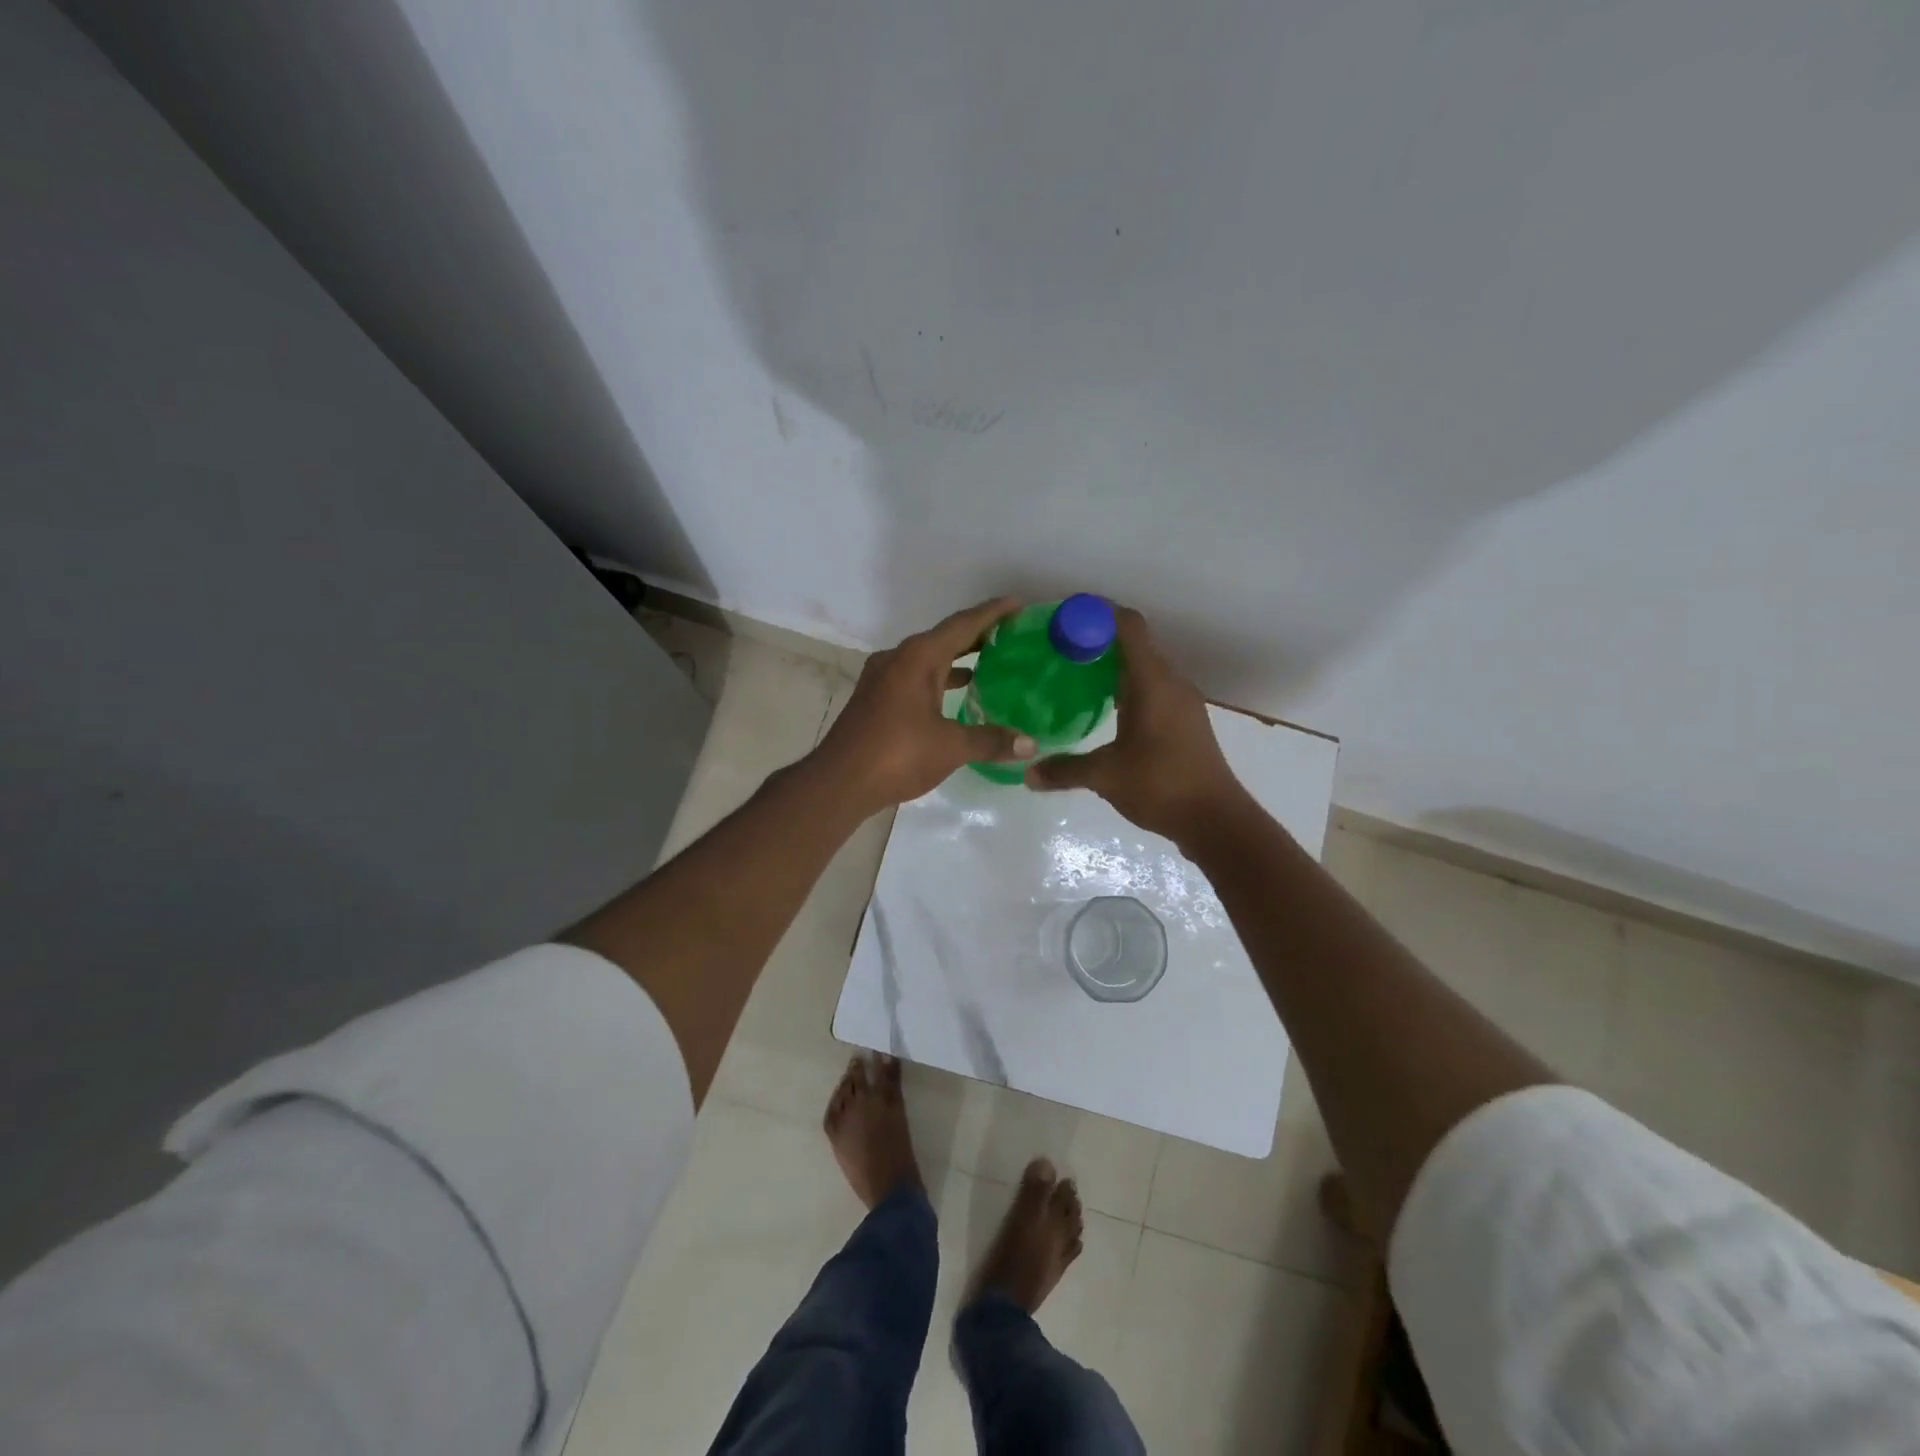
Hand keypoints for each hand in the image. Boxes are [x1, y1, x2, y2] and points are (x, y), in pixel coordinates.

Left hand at [811, 598, 1036, 812]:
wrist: (839, 782)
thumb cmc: (897, 754)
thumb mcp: (951, 747)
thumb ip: (991, 741)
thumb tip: (1031, 744)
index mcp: (918, 657)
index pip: (962, 625)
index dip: (992, 613)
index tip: (1018, 604)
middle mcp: (899, 658)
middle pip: (944, 638)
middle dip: (977, 635)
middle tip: (1011, 635)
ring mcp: (883, 678)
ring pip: (927, 659)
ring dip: (957, 658)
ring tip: (990, 662)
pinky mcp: (876, 698)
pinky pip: (915, 677)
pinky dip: (939, 679)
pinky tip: (956, 693)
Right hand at [1026, 607, 1245, 843]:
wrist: (1216, 820)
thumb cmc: (1161, 786)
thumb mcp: (1106, 776)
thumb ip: (1064, 770)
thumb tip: (1028, 773)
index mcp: (1153, 682)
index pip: (1128, 626)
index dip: (1096, 614)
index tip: (1063, 619)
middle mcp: (1171, 682)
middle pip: (1134, 644)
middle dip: (1096, 641)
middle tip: (1058, 650)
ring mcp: (1182, 702)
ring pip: (1144, 668)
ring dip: (1112, 666)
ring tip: (1074, 677)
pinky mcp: (1185, 721)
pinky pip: (1152, 689)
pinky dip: (1127, 688)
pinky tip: (1104, 709)